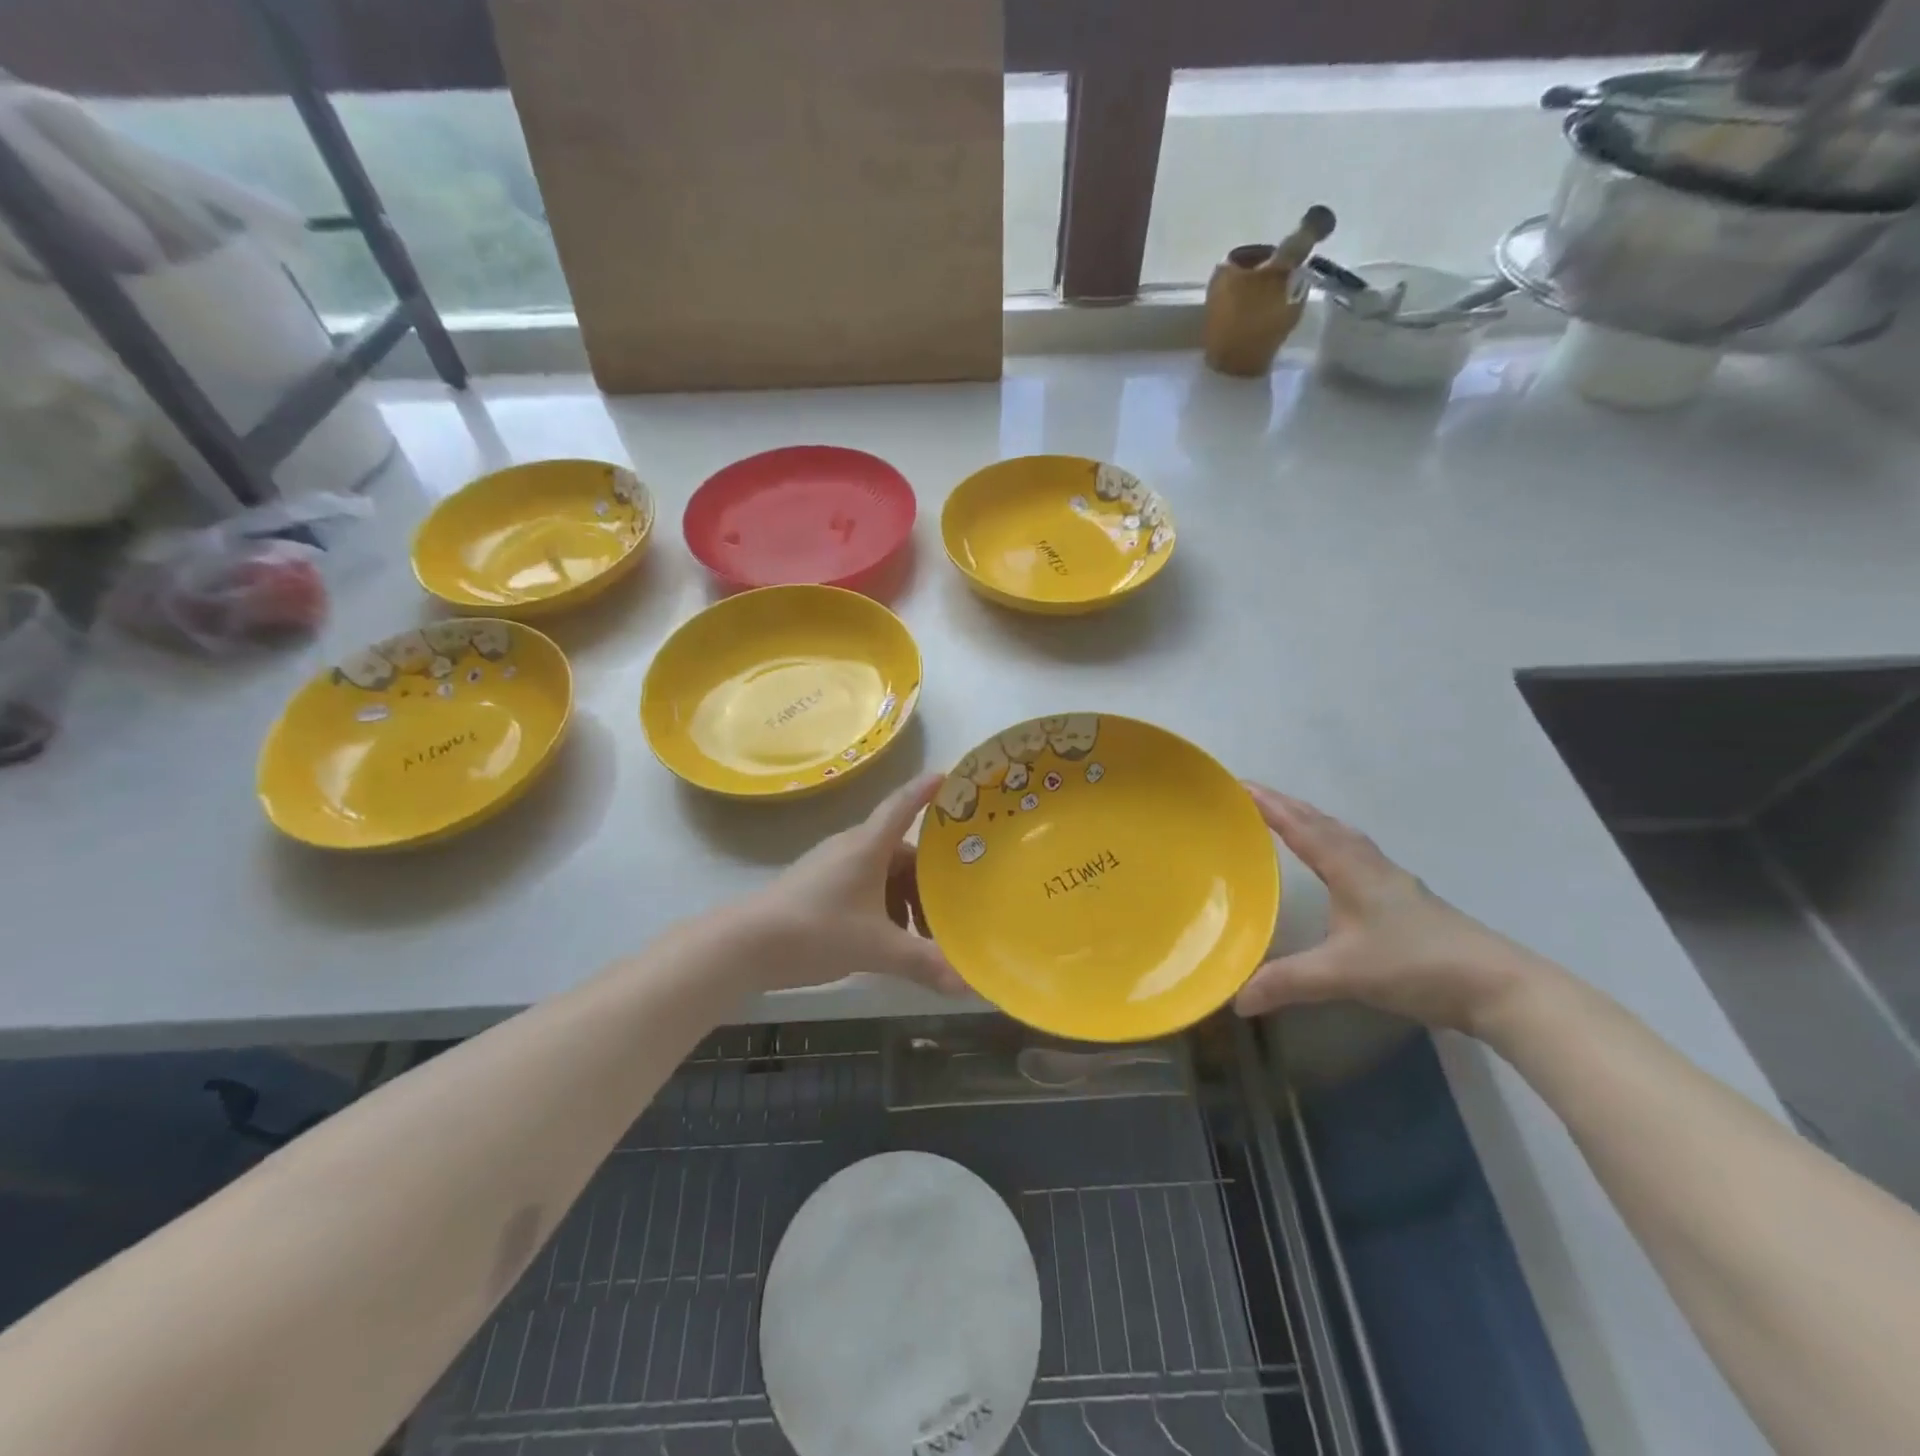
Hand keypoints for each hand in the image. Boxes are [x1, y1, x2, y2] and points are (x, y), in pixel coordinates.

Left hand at [735, 772, 965, 995]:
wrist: (745, 944)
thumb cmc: (817, 930)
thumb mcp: (877, 949)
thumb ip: (923, 963)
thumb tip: (970, 986)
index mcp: (869, 846)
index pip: (903, 806)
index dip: (926, 791)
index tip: (949, 776)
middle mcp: (851, 847)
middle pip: (900, 851)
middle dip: (928, 878)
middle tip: (954, 902)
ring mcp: (831, 866)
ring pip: (881, 872)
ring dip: (905, 896)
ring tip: (920, 932)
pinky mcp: (817, 886)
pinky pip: (862, 884)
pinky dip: (882, 904)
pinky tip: (886, 938)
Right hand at [1233, 785, 1546, 1035]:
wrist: (1498, 987)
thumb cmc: (1415, 966)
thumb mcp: (1343, 975)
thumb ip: (1288, 982)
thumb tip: (1237, 999)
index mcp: (1351, 870)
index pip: (1301, 828)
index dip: (1269, 806)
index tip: (1239, 785)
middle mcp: (1370, 866)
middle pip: (1323, 823)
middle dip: (1286, 806)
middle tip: (1252, 798)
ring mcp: (1393, 882)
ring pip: (1344, 838)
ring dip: (1312, 822)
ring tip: (1286, 821)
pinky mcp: (1406, 900)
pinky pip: (1358, 856)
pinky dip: (1333, 846)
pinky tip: (1332, 866)